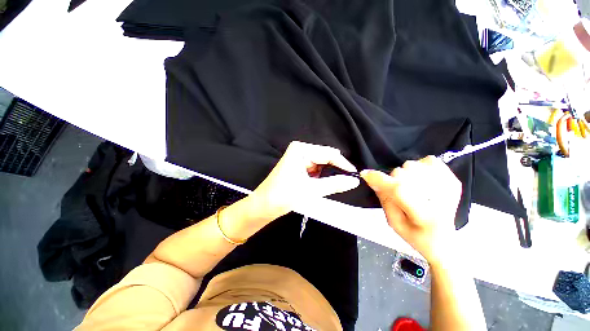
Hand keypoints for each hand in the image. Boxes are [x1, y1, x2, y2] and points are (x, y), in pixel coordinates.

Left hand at [250, 141, 359, 220]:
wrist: (263, 206)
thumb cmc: (284, 196)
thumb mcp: (312, 190)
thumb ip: (335, 184)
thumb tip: (354, 181)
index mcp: (301, 149)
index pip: (329, 154)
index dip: (343, 164)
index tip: (355, 175)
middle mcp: (300, 150)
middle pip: (325, 158)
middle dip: (335, 169)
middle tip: (346, 182)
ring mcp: (298, 158)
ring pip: (321, 164)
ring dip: (327, 175)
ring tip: (330, 186)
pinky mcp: (298, 166)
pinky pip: (314, 169)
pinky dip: (320, 178)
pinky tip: (319, 185)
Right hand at [361, 156, 461, 263]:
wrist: (445, 241)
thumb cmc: (416, 236)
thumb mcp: (393, 222)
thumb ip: (384, 200)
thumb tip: (373, 180)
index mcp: (424, 215)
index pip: (399, 190)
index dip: (379, 179)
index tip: (365, 174)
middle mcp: (439, 198)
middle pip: (402, 174)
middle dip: (392, 181)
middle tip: (397, 193)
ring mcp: (448, 186)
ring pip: (412, 165)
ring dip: (405, 175)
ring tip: (411, 188)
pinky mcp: (453, 179)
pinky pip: (429, 160)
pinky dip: (420, 167)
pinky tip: (422, 179)